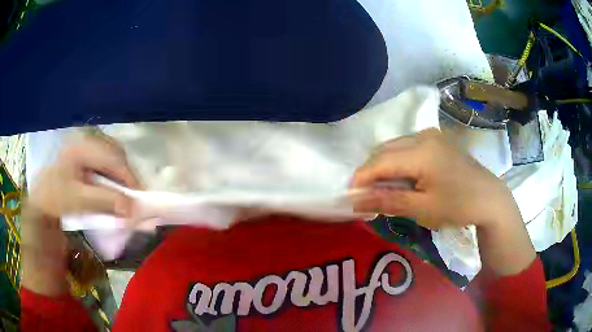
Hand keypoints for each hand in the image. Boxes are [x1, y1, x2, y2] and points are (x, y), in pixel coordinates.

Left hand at [22, 133, 139, 295]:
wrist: (41, 202)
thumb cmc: (56, 199)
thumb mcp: (79, 200)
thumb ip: (105, 202)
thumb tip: (133, 208)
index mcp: (82, 147)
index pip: (113, 157)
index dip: (128, 176)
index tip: (140, 197)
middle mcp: (85, 141)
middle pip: (115, 153)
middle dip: (126, 175)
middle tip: (133, 195)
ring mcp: (84, 147)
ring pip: (111, 157)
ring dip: (120, 175)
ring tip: (125, 193)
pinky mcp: (84, 157)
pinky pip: (104, 162)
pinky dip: (113, 176)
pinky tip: (112, 188)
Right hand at [351, 129, 520, 229]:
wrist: (489, 198)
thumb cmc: (458, 206)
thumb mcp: (423, 208)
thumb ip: (388, 201)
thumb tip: (355, 201)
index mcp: (421, 151)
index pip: (380, 161)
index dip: (361, 177)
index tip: (351, 196)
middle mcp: (423, 135)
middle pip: (385, 150)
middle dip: (371, 171)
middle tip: (366, 195)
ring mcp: (431, 135)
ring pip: (395, 146)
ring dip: (384, 166)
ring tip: (383, 188)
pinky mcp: (437, 140)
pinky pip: (407, 146)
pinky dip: (398, 161)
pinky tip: (401, 177)